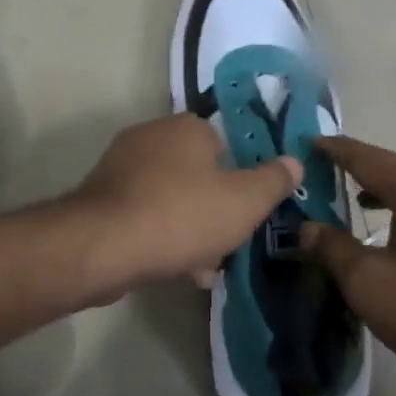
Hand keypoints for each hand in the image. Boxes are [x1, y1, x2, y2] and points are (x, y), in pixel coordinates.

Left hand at [69, 114, 300, 299]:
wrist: (103, 245)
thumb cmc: (182, 215)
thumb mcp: (244, 201)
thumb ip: (273, 181)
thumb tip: (294, 162)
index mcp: (187, 127)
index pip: (225, 145)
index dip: (240, 180)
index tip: (246, 213)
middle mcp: (151, 136)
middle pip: (197, 174)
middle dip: (214, 211)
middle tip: (226, 245)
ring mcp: (121, 166)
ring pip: (171, 198)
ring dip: (189, 230)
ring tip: (202, 269)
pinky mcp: (101, 198)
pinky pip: (144, 214)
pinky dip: (160, 236)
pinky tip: (172, 268)